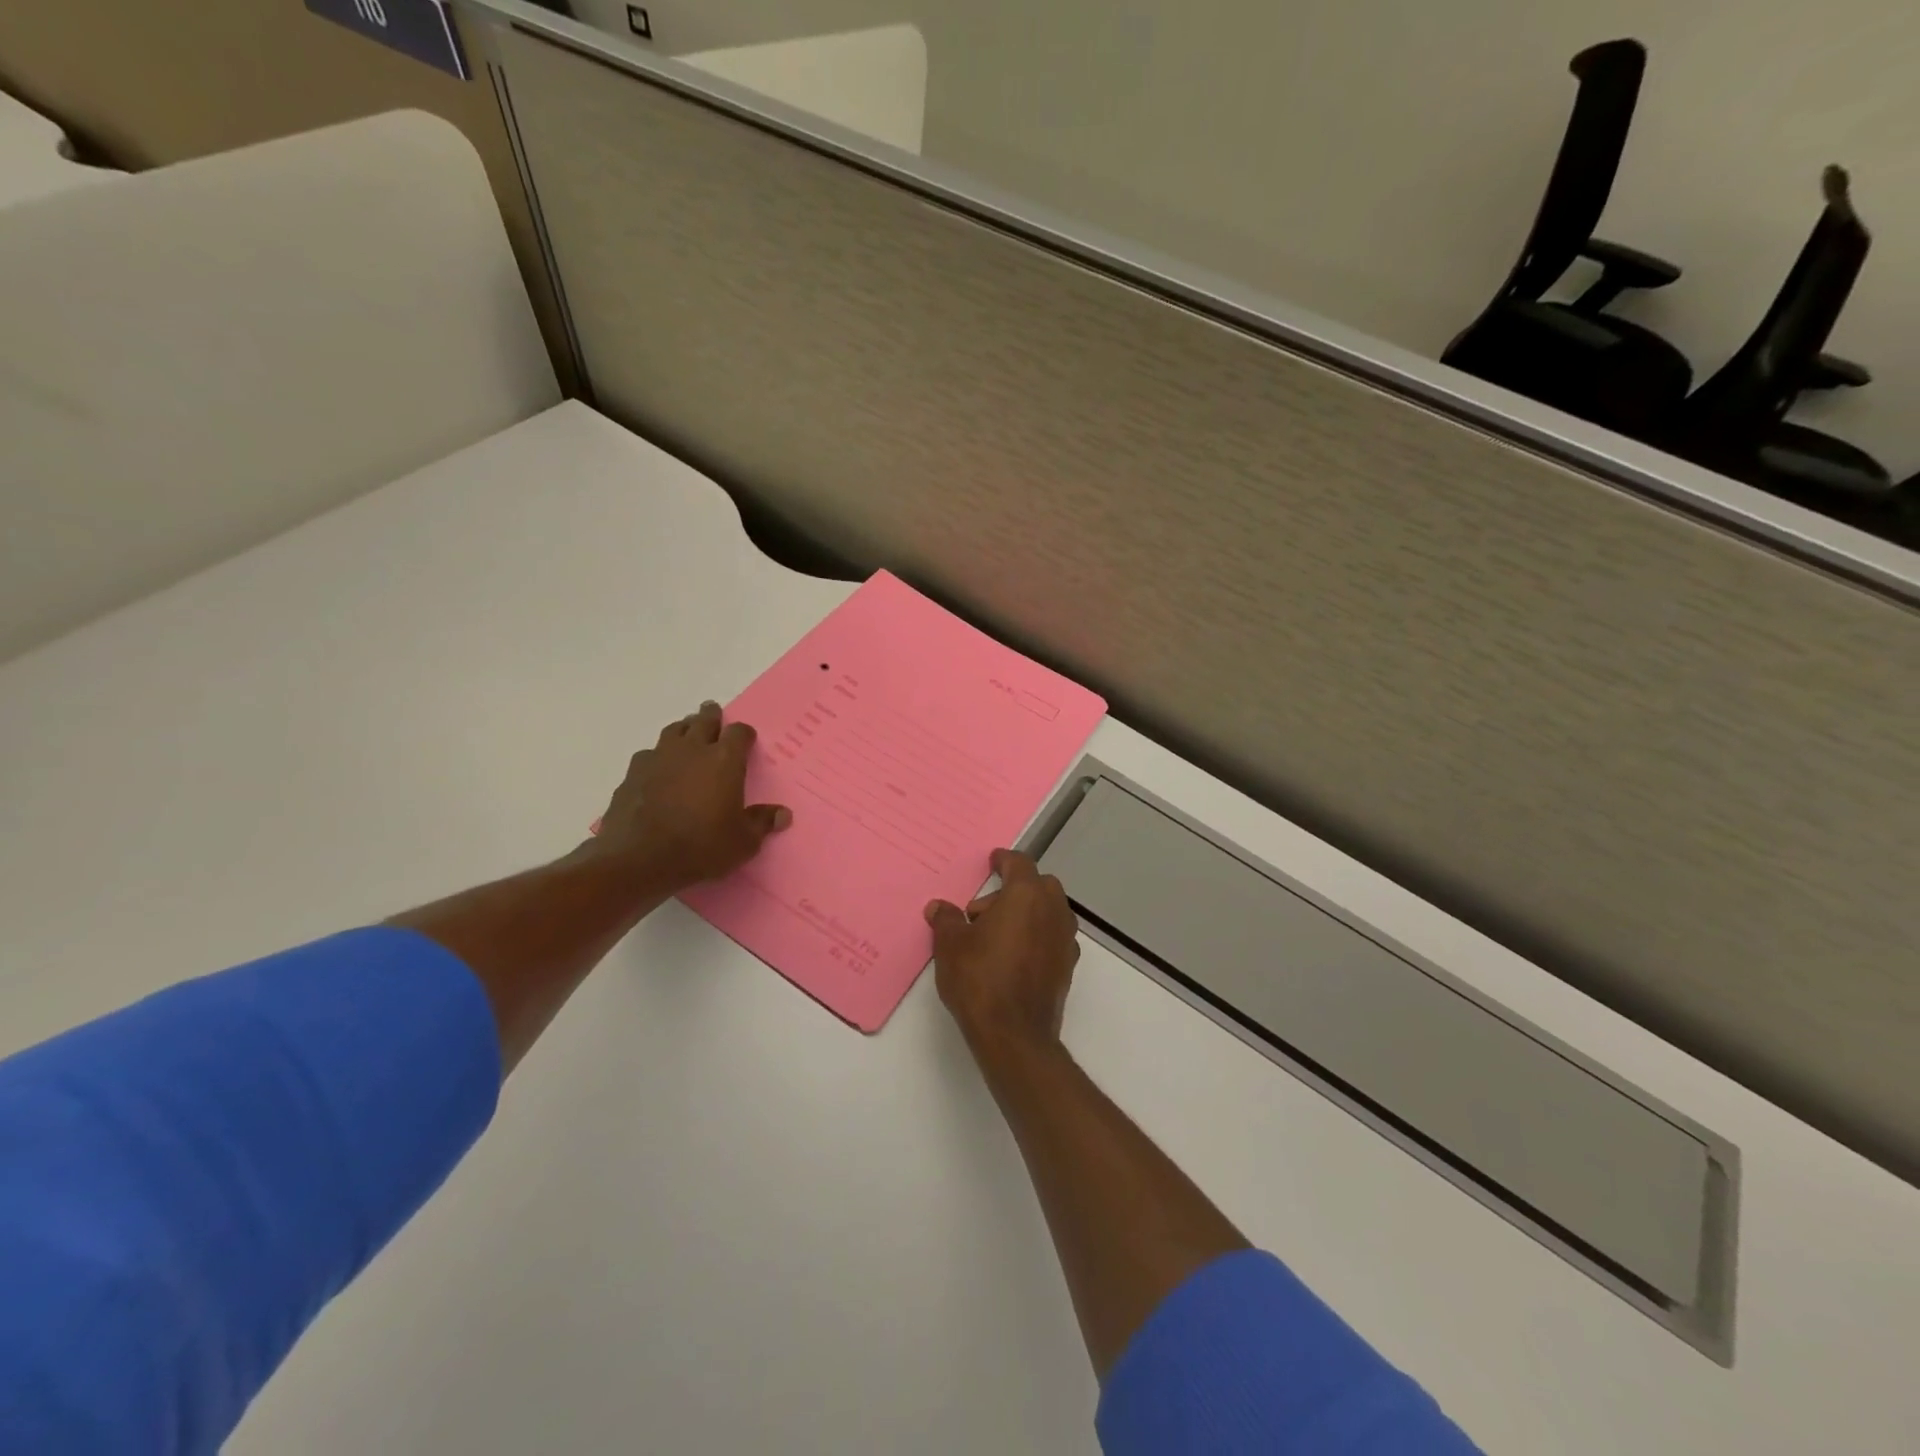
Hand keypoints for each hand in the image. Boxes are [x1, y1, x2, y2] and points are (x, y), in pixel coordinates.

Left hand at [596, 702, 791, 890]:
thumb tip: (784, 814)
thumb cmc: (702, 847)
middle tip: (713, 713)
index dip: (744, 734)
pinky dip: (657, 756)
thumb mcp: (743, 842)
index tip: (747, 739)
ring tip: (687, 734)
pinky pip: (649, 754)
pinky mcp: (632, 774)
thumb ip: (762, 823)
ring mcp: (658, 758)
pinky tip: (658, 769)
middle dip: (711, 716)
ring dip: (684, 730)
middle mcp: (692, 750)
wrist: (641, 859)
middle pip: (703, 720)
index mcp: (724, 761)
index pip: (738, 732)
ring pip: (674, 731)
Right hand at [925, 849, 1079, 1063]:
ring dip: (1026, 914)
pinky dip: (1035, 936)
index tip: (993, 861)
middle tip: (982, 912)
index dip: (1004, 860)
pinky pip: (1052, 937)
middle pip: (1039, 886)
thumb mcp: (951, 945)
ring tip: (993, 936)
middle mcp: (1053, 911)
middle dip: (1013, 890)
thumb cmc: (980, 978)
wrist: (1014, 1034)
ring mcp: (1065, 940)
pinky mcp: (1067, 966)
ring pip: (1048, 912)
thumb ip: (946, 920)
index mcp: (1027, 895)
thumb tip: (939, 907)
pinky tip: (1012, 956)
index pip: (1019, 864)